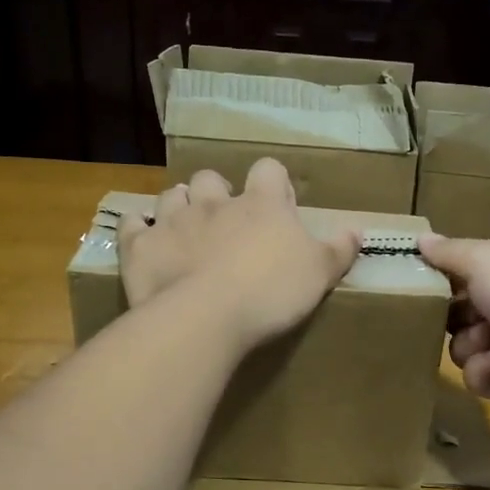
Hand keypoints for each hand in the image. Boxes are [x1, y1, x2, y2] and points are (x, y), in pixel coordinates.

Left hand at [119, 160, 360, 350]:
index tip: (278, 206)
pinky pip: (132, 226)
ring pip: (173, 196)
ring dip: (179, 207)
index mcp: (261, 205)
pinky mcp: (141, 247)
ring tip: (186, 229)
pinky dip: (137, 229)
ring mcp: (173, 221)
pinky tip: (142, 238)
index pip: (268, 171)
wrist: (206, 318)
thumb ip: (338, 250)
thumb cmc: (271, 293)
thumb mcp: (319, 274)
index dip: (273, 184)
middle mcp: (215, 202)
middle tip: (225, 222)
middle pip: (212, 179)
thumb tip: (357, 230)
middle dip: (217, 194)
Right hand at [417, 235, 489, 411]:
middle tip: (458, 317)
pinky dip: (485, 371)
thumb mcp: (483, 259)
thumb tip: (420, 239)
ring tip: (488, 341)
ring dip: (470, 345)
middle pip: (463, 315)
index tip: (426, 285)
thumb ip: (449, 253)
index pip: (470, 273)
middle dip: (455, 318)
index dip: (447, 281)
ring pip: (466, 349)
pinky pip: (479, 379)